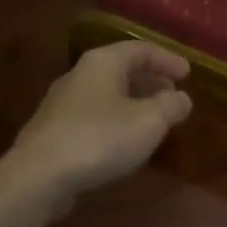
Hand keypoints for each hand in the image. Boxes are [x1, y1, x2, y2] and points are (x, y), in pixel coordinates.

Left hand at [0, 42, 192, 208]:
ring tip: (153, 119)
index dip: (167, 59)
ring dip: (133, 102)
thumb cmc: (99, 139)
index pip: (140, 49)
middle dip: (150, 80)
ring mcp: (62, 103)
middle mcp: (79, 75)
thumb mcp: (149, 122)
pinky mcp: (53, 130)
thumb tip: (182, 98)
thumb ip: (170, 106)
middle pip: (121, 69)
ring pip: (106, 94)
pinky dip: (115, 120)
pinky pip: (93, 115)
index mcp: (102, 63)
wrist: (38, 177)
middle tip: (172, 95)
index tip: (188, 74)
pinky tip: (123, 141)